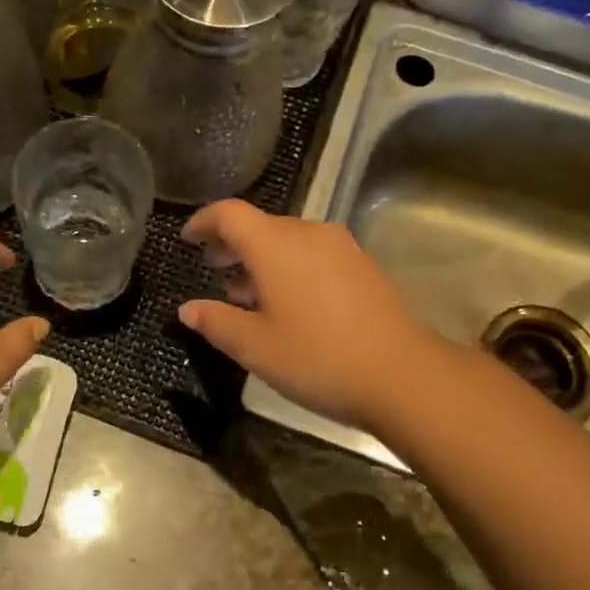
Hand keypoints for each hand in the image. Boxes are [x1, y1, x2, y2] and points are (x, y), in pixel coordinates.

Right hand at [178, 200, 459, 431]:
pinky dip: (289, 268)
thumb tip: (188, 309)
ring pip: (289, 241)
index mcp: (275, 245)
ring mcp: (341, 248)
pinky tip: (285, 303)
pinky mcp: (362, 267)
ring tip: (243, 291)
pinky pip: (313, 255)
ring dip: (261, 258)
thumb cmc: (317, 357)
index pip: (230, 214)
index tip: (187, 238)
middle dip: (232, 243)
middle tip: (212, 266)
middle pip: (261, 225)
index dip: (203, 222)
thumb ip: (216, 322)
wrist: (402, 375)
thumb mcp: (254, 347)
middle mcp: (308, 234)